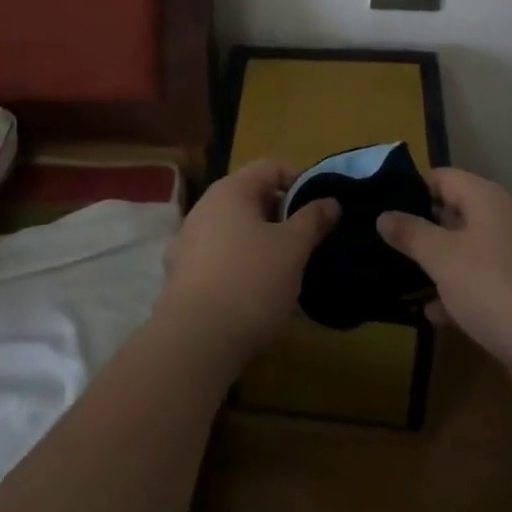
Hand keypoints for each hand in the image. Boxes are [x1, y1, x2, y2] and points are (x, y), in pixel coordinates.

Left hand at [157, 159, 338, 375]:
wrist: (194, 344)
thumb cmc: (250, 283)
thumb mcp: (293, 249)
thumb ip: (313, 220)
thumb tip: (330, 201)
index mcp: (231, 190)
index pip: (270, 167)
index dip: (299, 181)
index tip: (321, 207)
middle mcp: (205, 207)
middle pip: (251, 198)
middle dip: (282, 216)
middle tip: (308, 241)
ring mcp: (188, 241)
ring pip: (236, 230)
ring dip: (262, 243)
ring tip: (287, 271)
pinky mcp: (181, 275)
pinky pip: (220, 258)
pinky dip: (241, 266)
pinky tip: (257, 294)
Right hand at [377, 167, 511, 405]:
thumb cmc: (494, 289)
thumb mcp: (442, 259)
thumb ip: (410, 233)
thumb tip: (384, 215)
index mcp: (489, 200)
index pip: (445, 177)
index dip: (414, 188)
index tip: (386, 207)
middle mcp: (508, 220)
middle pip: (458, 212)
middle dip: (425, 228)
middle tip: (390, 243)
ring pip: (471, 250)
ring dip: (441, 263)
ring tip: (406, 278)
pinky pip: (487, 281)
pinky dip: (462, 291)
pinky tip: (437, 314)